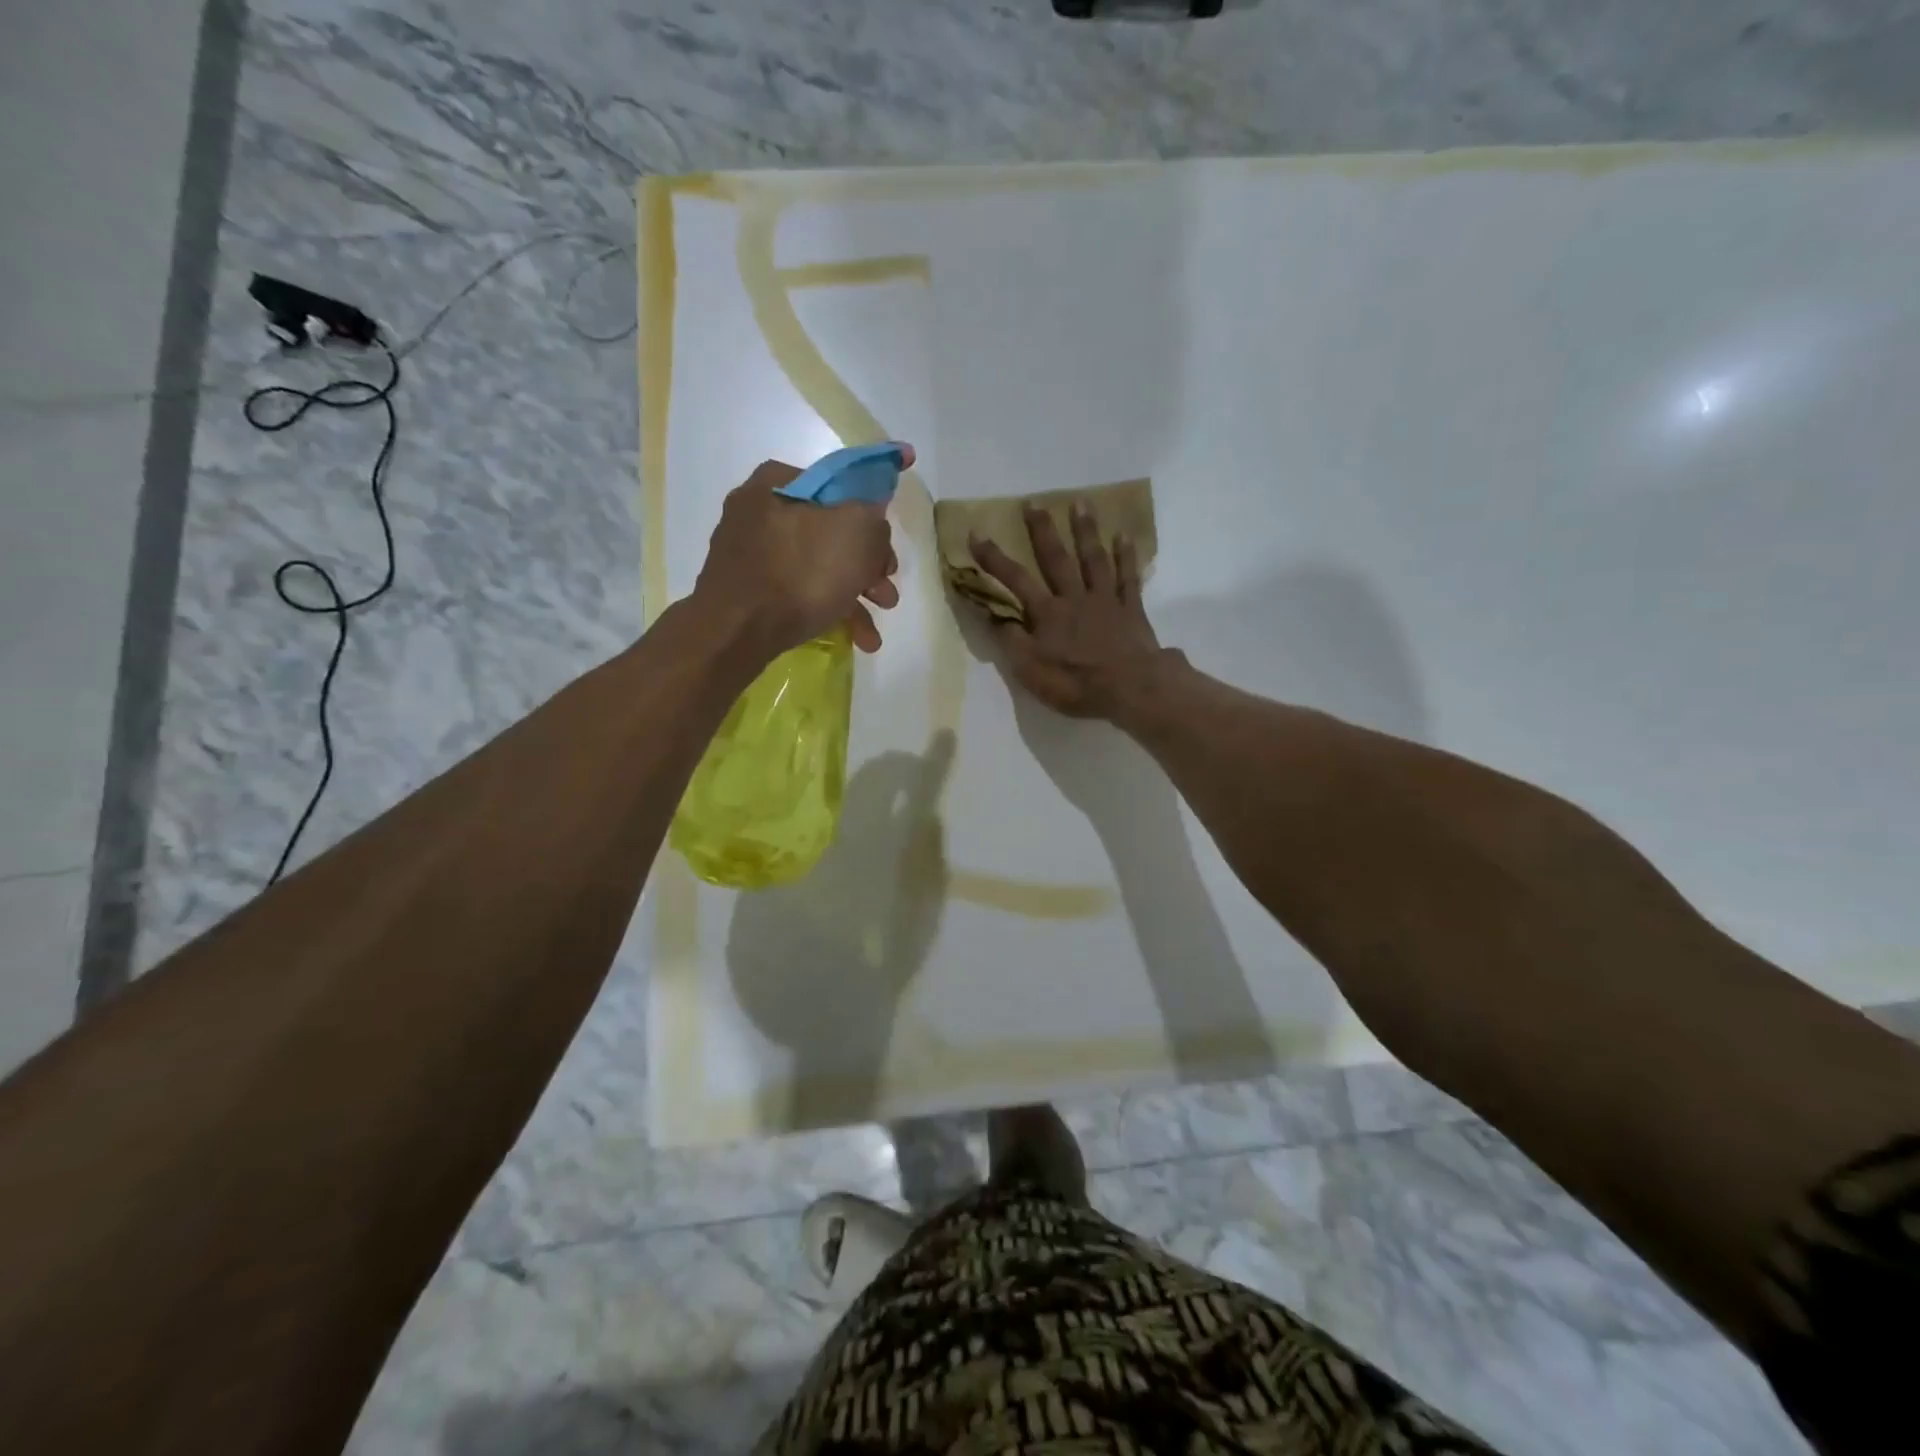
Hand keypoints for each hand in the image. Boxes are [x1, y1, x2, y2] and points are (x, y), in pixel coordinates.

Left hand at [693, 456, 904, 657]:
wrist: (738, 631)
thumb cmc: (801, 572)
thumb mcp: (858, 531)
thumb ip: (875, 517)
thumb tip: (873, 522)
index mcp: (779, 482)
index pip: (840, 485)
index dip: (873, 514)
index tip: (889, 546)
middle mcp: (759, 510)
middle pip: (832, 532)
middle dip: (868, 567)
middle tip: (886, 593)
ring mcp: (751, 553)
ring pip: (818, 567)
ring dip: (855, 596)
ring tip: (873, 632)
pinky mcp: (748, 590)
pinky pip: (798, 592)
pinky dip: (828, 610)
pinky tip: (855, 638)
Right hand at [968, 500, 1167, 718]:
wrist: (1130, 687)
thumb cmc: (1076, 682)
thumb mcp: (1030, 670)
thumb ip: (1012, 640)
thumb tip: (995, 616)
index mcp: (1047, 613)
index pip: (1015, 580)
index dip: (994, 558)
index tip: (976, 533)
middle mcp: (1074, 597)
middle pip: (1056, 558)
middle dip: (1042, 530)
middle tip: (1034, 503)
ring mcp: (1105, 600)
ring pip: (1093, 559)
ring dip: (1085, 530)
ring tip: (1080, 503)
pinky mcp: (1131, 609)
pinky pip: (1128, 577)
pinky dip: (1126, 556)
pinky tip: (1124, 535)